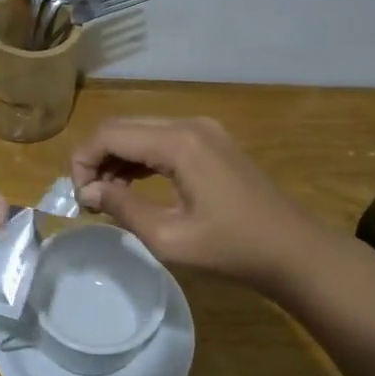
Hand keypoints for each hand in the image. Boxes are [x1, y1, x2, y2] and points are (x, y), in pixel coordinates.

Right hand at [70, 117, 327, 288]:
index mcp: (178, 142)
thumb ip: (123, 208)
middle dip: (97, 158)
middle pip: (123, 127)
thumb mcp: (169, 238)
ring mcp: (204, 130)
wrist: (295, 252)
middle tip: (88, 199)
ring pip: (141, 132)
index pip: (110, 135)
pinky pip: (162, 140)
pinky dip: (140, 159)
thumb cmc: (233, 250)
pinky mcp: (212, 142)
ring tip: (105, 198)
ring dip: (117, 159)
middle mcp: (189, 124)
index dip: (83, 162)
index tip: (79, 200)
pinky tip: (132, 187)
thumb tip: (87, 191)